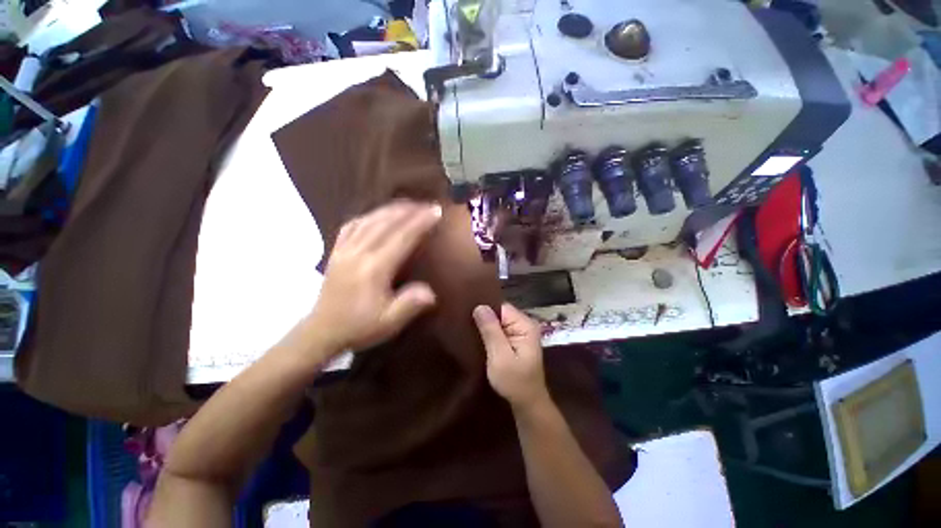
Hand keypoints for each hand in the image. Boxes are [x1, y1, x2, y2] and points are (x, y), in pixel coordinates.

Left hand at [309, 200, 441, 353]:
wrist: (322, 331)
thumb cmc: (359, 326)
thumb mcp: (388, 322)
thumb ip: (410, 305)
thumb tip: (431, 292)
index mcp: (374, 268)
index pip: (402, 237)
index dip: (420, 222)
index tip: (436, 212)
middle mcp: (358, 253)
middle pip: (386, 223)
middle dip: (409, 210)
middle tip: (427, 204)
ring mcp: (344, 249)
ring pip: (369, 220)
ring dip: (390, 209)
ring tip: (408, 205)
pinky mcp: (336, 251)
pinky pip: (352, 225)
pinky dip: (368, 215)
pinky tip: (376, 214)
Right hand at [473, 303, 549, 410]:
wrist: (527, 403)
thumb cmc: (515, 382)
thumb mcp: (500, 357)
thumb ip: (491, 331)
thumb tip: (480, 306)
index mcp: (525, 325)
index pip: (501, 307)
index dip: (485, 309)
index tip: (467, 313)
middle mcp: (525, 324)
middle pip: (500, 313)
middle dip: (484, 317)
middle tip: (464, 322)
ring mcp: (521, 332)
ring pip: (498, 321)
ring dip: (485, 326)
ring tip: (468, 328)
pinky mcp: (515, 340)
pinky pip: (500, 330)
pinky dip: (489, 333)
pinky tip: (477, 336)